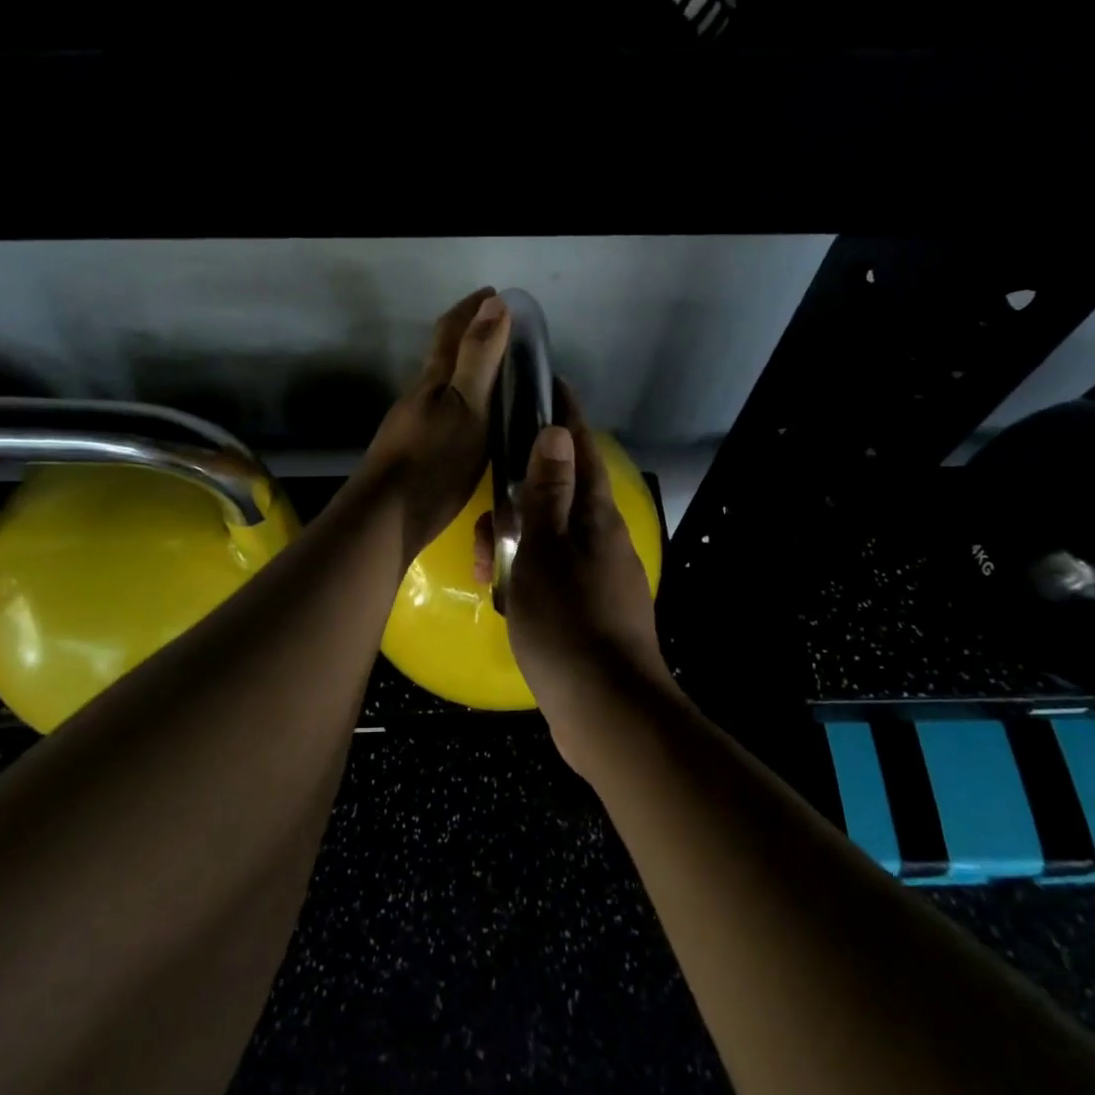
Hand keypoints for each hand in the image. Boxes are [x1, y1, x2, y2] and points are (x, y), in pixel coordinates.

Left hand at [353, 289, 509, 563]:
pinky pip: (443, 413)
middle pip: (443, 354)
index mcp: (434, 379)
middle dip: (469, 334)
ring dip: (466, 370)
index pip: (452, 331)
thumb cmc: (434, 461)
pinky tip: (473, 421)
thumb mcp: (468, 407)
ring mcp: (413, 424)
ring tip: (495, 373)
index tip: (494, 292)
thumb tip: (494, 304)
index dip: (472, 308)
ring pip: (442, 385)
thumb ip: (480, 358)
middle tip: (501, 329)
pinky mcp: (414, 452)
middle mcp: (420, 395)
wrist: (387, 518)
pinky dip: (462, 401)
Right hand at [478, 386, 671, 726]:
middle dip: (519, 500)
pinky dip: (528, 578)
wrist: (606, 709)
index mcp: (596, 517)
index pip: (580, 449)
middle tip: (487, 522)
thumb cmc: (568, 621)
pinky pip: (553, 576)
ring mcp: (600, 576)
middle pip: (558, 496)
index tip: (548, 384)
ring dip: (516, 546)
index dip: (564, 415)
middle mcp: (603, 539)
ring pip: (549, 540)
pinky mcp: (591, 610)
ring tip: (488, 572)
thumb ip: (548, 491)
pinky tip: (507, 599)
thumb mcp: (545, 549)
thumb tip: (557, 431)